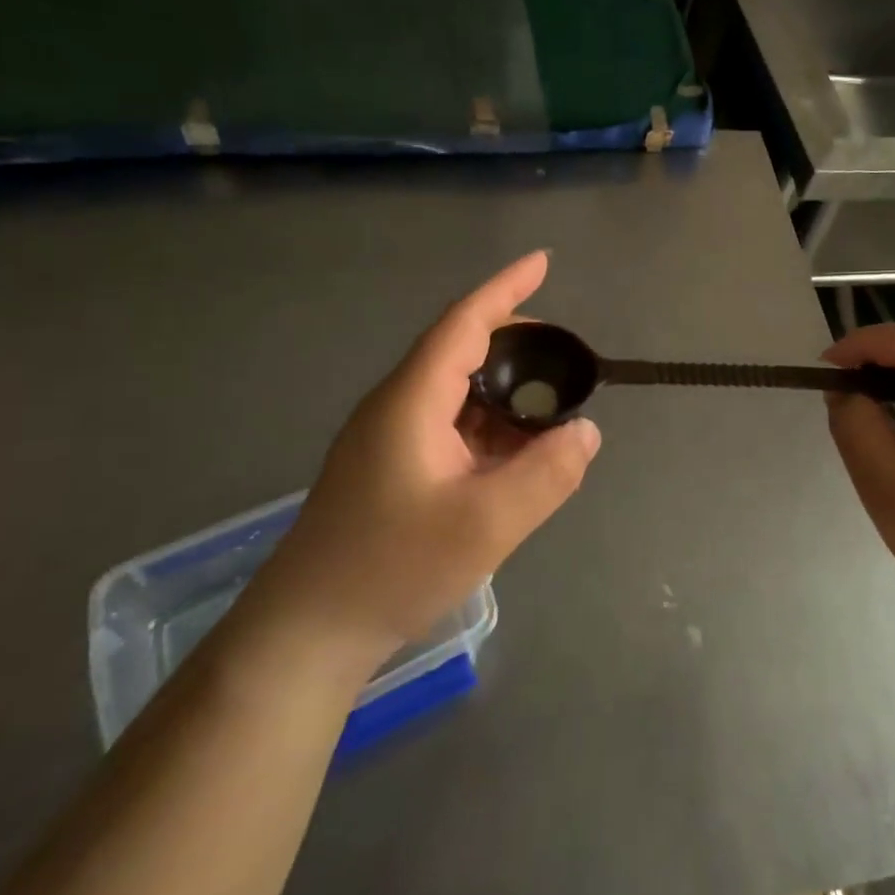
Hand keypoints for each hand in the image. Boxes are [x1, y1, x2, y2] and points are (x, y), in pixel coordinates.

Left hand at [247, 251, 600, 668]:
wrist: (307, 632)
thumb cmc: (391, 568)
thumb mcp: (485, 523)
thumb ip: (546, 473)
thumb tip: (587, 431)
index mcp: (412, 400)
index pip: (464, 323)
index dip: (506, 288)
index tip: (543, 261)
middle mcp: (398, 406)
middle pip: (461, 350)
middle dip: (516, 341)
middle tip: (567, 354)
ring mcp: (391, 439)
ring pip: (458, 393)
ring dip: (505, 390)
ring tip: (552, 403)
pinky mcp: (392, 468)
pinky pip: (451, 427)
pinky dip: (490, 426)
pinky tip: (516, 451)